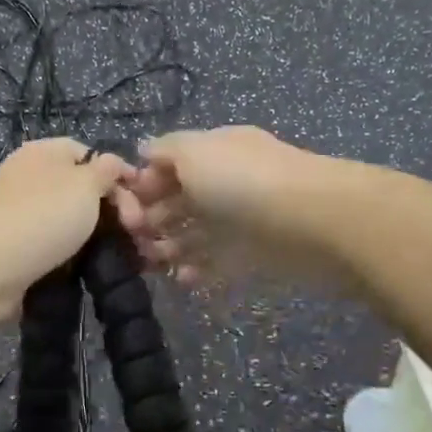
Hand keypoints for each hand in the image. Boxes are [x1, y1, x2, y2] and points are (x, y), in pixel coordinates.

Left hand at [0, 138, 131, 323]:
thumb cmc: (41, 216)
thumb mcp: (84, 184)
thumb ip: (106, 170)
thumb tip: (114, 165)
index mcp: (45, 154)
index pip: (90, 154)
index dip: (119, 175)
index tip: (142, 201)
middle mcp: (32, 179)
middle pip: (82, 190)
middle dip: (113, 211)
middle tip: (136, 233)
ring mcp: (22, 216)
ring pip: (71, 224)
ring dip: (97, 240)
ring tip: (124, 258)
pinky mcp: (18, 251)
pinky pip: (56, 251)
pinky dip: (75, 261)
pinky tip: (95, 272)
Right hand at [112, 126, 346, 287]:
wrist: (312, 220)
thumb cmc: (243, 181)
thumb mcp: (195, 151)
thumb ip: (165, 151)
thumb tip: (143, 151)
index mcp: (212, 151)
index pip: (169, 164)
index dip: (142, 184)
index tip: (118, 209)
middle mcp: (225, 181)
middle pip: (179, 200)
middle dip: (150, 219)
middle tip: (127, 242)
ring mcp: (240, 219)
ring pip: (195, 232)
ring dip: (169, 247)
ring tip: (147, 264)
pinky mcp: (254, 254)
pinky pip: (218, 262)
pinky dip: (198, 270)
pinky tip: (181, 280)